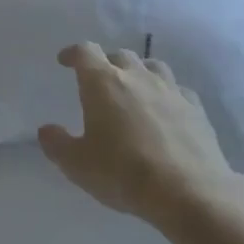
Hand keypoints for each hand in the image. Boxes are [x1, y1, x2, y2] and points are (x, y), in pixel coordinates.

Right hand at [37, 43, 243, 238]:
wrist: (189, 192)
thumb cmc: (124, 173)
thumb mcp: (77, 165)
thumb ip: (57, 144)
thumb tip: (46, 130)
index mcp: (103, 83)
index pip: (85, 52)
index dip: (73, 53)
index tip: (65, 61)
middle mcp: (137, 77)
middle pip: (119, 55)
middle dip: (105, 63)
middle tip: (98, 82)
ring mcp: (170, 90)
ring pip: (152, 66)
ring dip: (138, 72)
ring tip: (133, 89)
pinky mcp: (196, 108)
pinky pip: (177, 89)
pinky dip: (166, 93)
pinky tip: (165, 110)